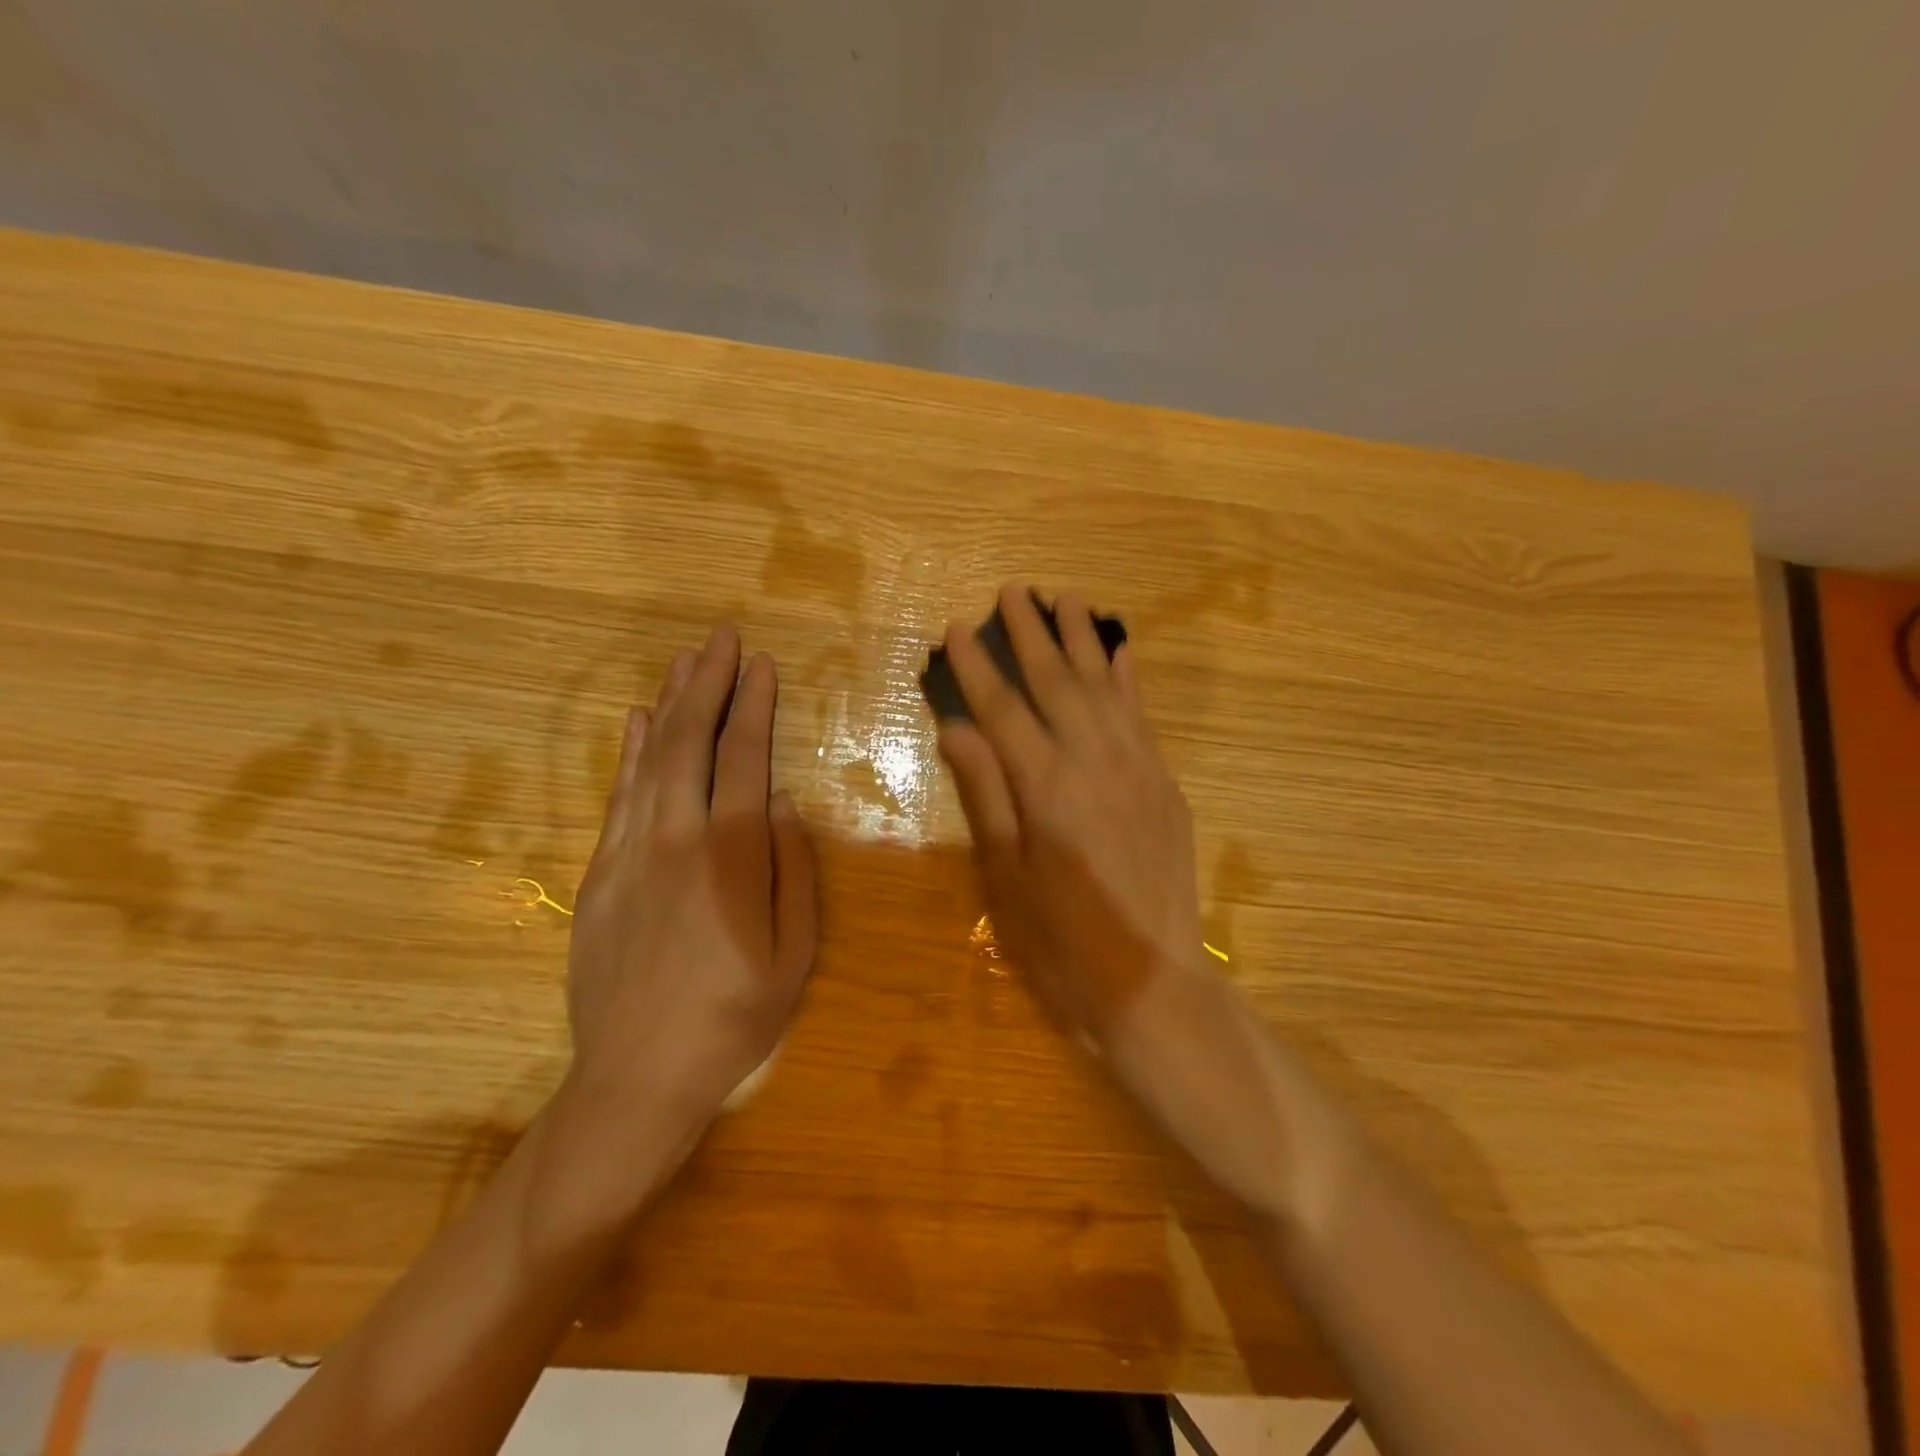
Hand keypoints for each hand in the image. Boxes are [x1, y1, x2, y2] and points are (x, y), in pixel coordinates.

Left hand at [559, 626, 817, 1218]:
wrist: (637, 1078)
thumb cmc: (734, 1017)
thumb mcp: (796, 954)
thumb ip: (794, 872)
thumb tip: (785, 807)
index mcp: (731, 858)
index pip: (742, 760)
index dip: (752, 707)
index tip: (761, 665)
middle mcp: (675, 840)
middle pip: (690, 743)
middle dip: (708, 684)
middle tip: (721, 637)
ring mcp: (628, 854)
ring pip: (650, 760)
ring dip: (670, 704)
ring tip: (685, 661)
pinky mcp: (598, 874)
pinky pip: (617, 797)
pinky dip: (630, 752)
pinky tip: (639, 722)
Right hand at [938, 586, 1293, 1212]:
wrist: (1154, 983)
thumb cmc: (1063, 943)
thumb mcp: (1007, 877)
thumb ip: (986, 794)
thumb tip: (957, 728)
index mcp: (1047, 788)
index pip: (1003, 709)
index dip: (978, 666)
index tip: (959, 627)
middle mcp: (1095, 763)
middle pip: (1056, 682)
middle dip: (1030, 633)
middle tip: (1012, 591)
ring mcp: (1138, 768)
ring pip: (1104, 686)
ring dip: (1081, 639)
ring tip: (1063, 598)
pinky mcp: (1164, 783)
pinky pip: (1142, 714)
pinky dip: (1127, 677)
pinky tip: (1118, 650)